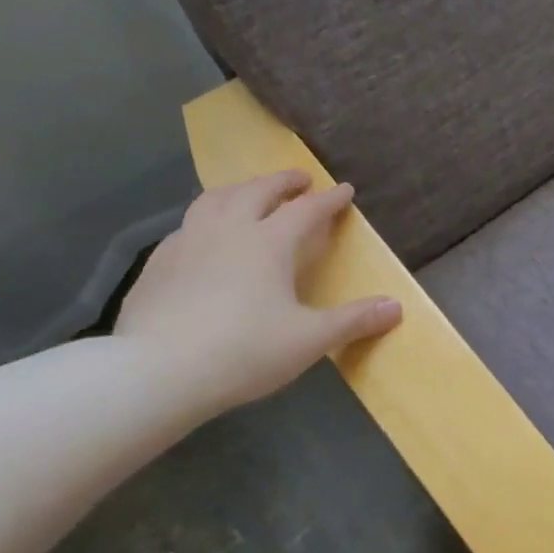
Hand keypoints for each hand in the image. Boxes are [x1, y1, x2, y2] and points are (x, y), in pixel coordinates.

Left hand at [114, 171, 401, 414]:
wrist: (157, 372)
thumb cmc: (244, 351)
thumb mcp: (310, 339)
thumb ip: (354, 320)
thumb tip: (396, 307)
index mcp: (268, 243)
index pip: (306, 210)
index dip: (329, 200)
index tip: (345, 190)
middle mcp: (227, 231)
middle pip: (257, 192)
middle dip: (282, 182)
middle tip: (299, 180)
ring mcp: (186, 244)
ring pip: (214, 200)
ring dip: (239, 191)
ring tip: (249, 194)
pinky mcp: (157, 265)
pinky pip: (186, 227)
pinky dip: (205, 220)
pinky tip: (204, 238)